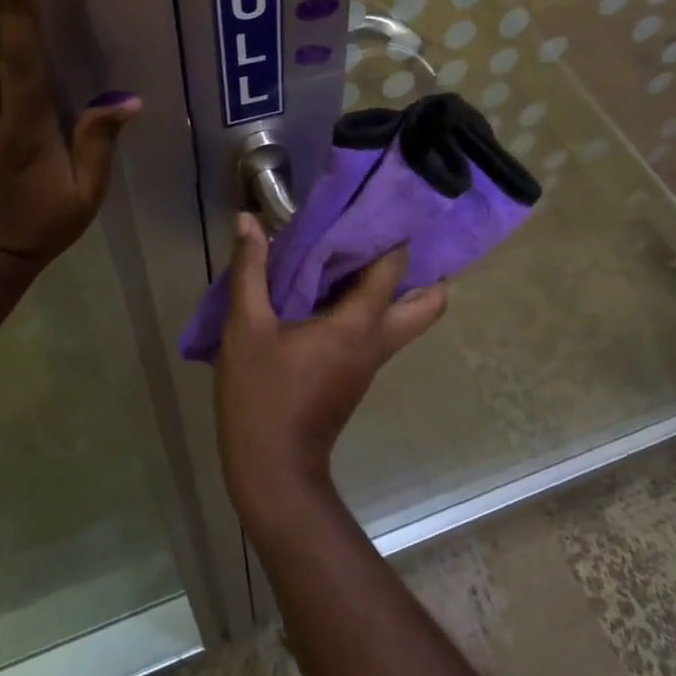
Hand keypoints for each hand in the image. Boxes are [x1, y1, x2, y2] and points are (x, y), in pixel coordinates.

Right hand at [215, 213, 447, 529]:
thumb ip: (250, 271)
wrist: (274, 470)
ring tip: (367, 252)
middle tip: (394, 236)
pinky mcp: (360, 373)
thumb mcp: (246, 329)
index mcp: (358, 324)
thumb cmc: (262, 396)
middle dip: (426, 269)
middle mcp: (378, 340)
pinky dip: (377, 305)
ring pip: (410, 318)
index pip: (394, 268)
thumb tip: (247, 220)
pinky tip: (340, 288)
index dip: (395, 235)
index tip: (384, 204)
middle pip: (430, 303)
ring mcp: (373, 360)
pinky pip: (383, 329)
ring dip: (402, 287)